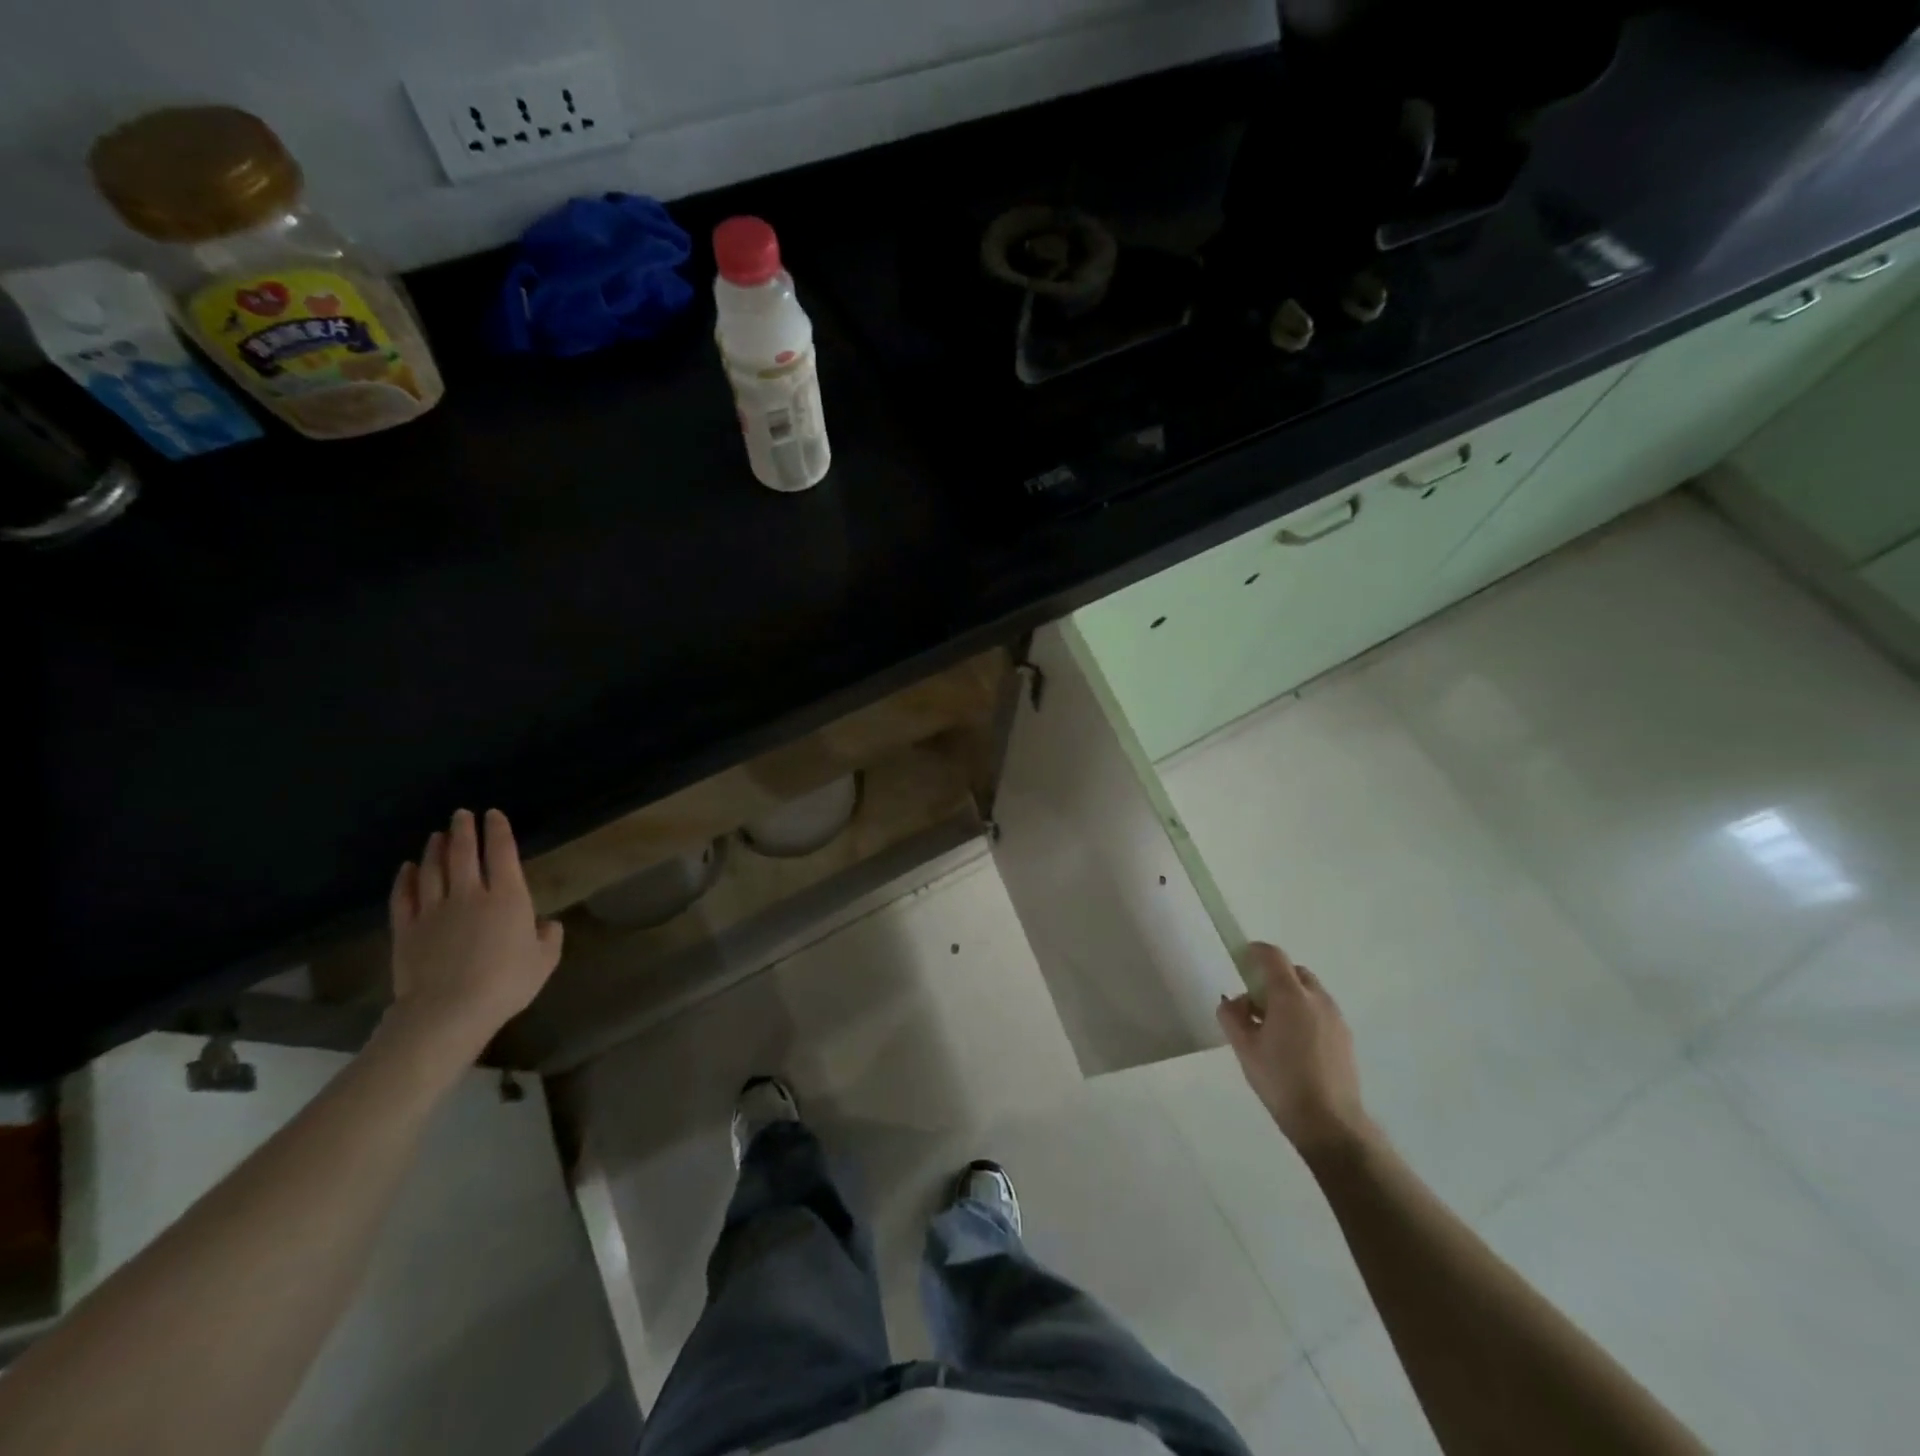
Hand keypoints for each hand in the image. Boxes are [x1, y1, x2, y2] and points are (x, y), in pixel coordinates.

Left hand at [386, 808, 563, 1061]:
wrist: (448, 1011)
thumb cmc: (506, 983)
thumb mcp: (544, 961)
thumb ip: (549, 937)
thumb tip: (546, 924)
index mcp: (508, 898)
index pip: (503, 853)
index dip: (499, 831)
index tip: (494, 815)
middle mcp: (470, 894)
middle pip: (464, 854)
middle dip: (464, 830)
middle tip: (461, 814)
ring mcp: (434, 910)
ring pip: (432, 870)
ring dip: (435, 849)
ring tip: (437, 836)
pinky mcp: (407, 929)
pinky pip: (404, 896)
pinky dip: (405, 878)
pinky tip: (407, 868)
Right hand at [1217, 942, 1371, 1158]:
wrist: (1330, 1123)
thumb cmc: (1281, 1080)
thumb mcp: (1244, 1048)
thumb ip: (1232, 1016)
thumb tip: (1233, 1002)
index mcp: (1290, 996)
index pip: (1272, 956)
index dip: (1254, 951)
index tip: (1240, 960)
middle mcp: (1317, 999)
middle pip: (1293, 972)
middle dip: (1273, 978)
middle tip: (1255, 1004)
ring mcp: (1336, 1018)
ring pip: (1309, 992)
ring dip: (1289, 997)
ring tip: (1273, 1029)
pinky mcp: (1346, 1038)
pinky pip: (1320, 1012)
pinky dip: (1304, 1015)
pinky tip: (1293, 1046)